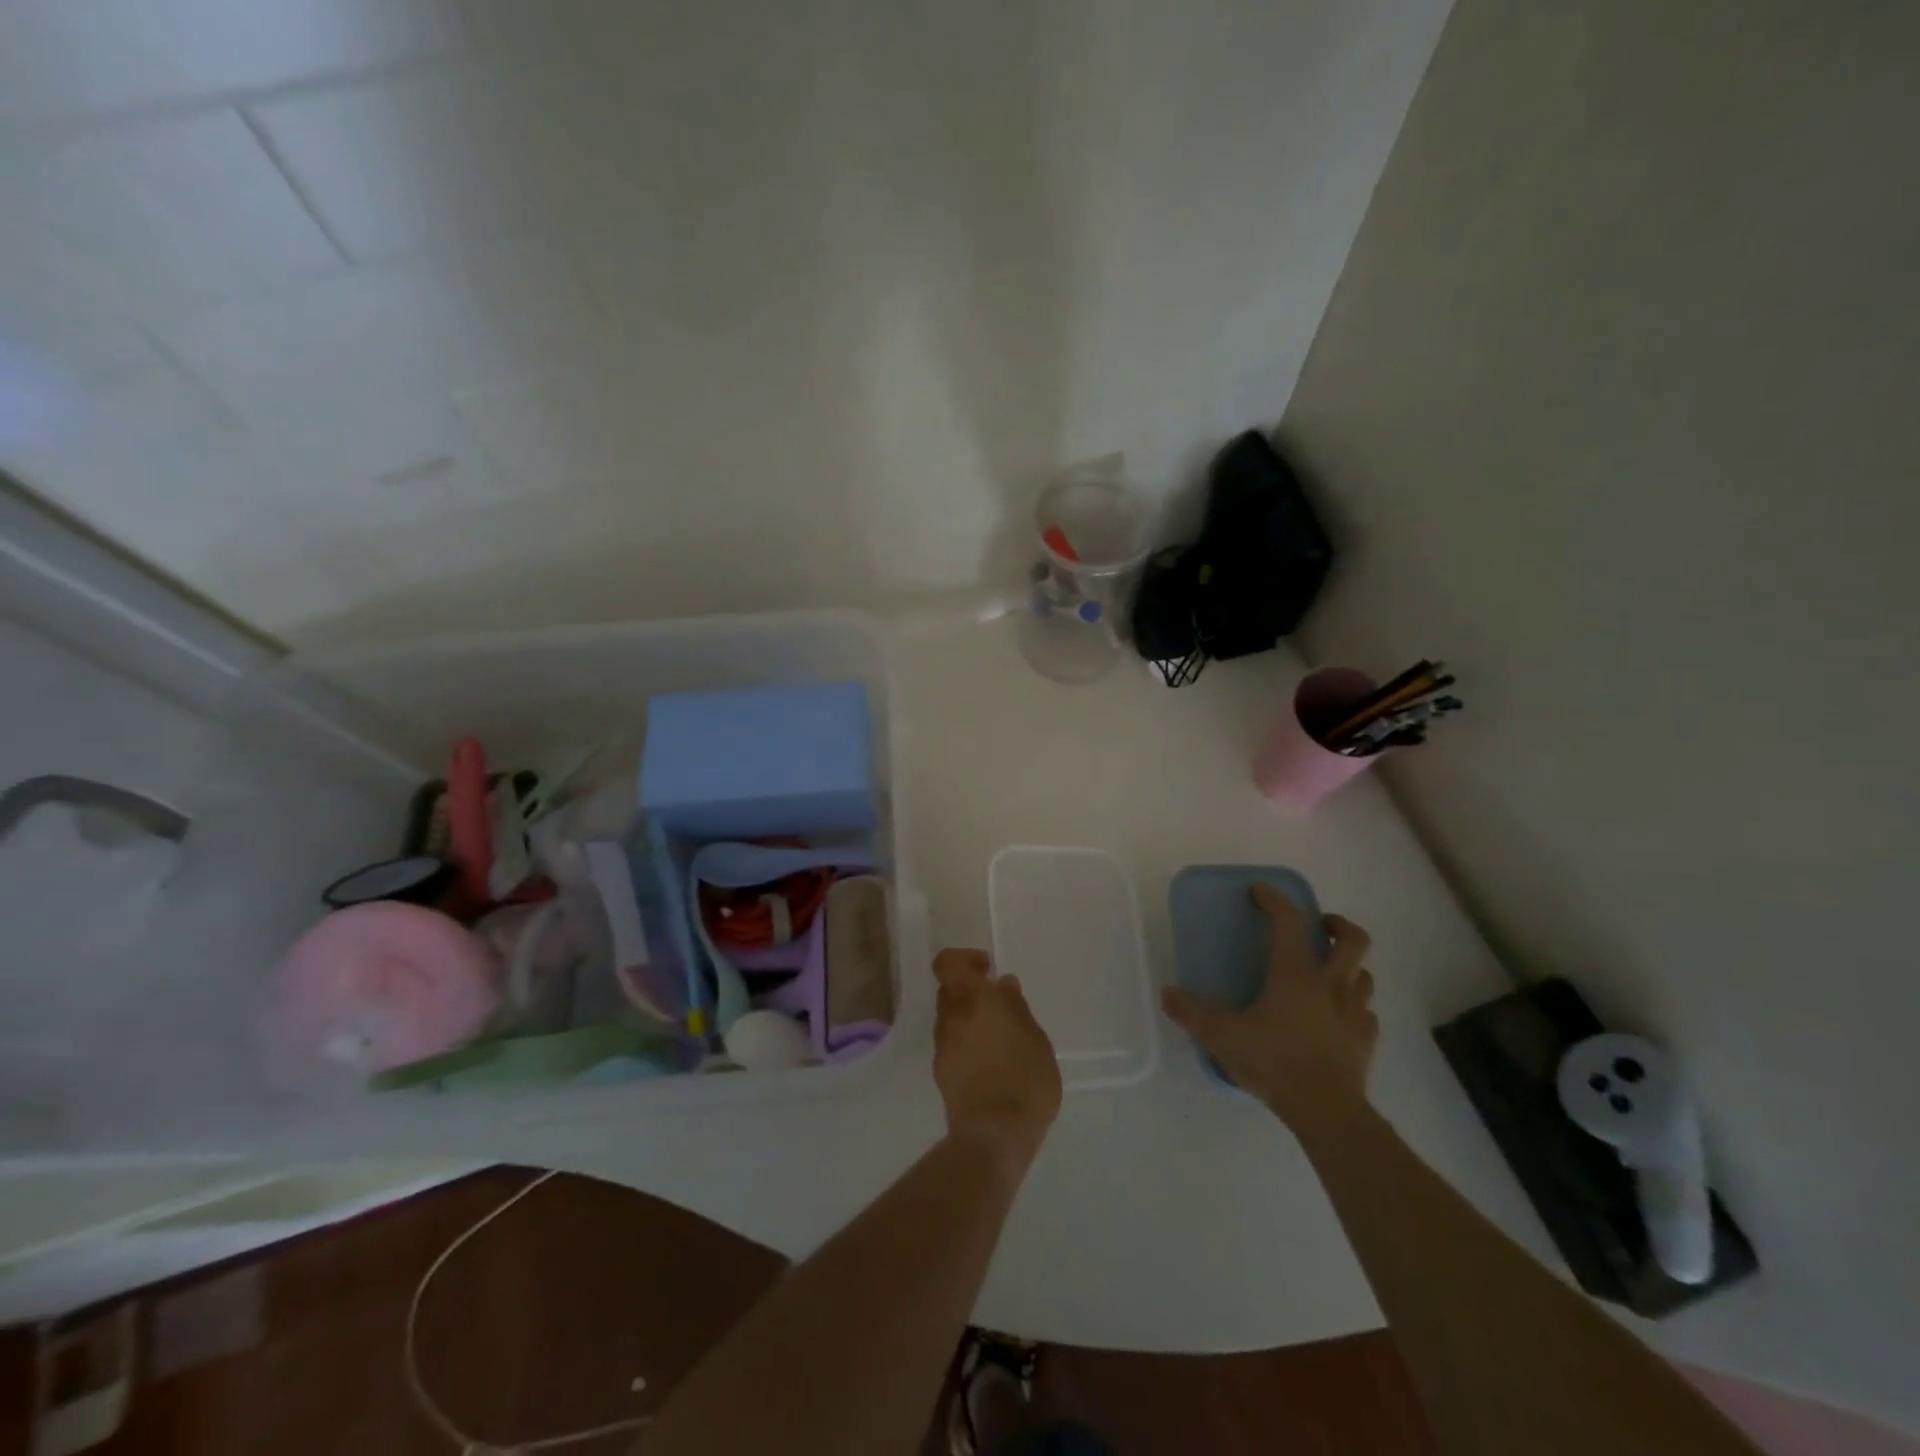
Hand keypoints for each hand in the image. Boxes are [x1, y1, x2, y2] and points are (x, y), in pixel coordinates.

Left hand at [933, 949, 1062, 1172]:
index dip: (964, 959)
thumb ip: (1016, 1008)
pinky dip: (966, 1044)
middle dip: (969, 992)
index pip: (947, 963)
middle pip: (949, 991)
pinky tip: (990, 1061)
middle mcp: (951, 1016)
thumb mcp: (1035, 1039)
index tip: (987, 969)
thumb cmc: (1025, 1079)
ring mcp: (942, 1045)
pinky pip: (951, 1044)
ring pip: (950, 1018)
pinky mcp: (940, 1072)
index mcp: (973, 999)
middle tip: (998, 1005)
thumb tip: (1003, 985)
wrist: (995, 1133)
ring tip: (998, 1038)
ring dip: (968, 1019)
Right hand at [1162, 886, 1377, 1137]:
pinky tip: (1338, 1016)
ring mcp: (1354, 1013)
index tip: (1260, 891)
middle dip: (1336, 924)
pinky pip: (1367, 1012)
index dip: (1276, 900)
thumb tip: (1167, 993)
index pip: (1291, 922)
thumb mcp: (1222, 1037)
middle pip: (1352, 939)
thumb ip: (1192, 1012)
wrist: (1327, 1112)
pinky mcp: (1366, 1040)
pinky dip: (1354, 1005)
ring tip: (1328, 971)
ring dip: (1349, 965)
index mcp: (1296, 975)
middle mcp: (1331, 985)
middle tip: (1317, 926)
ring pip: (1364, 974)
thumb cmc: (1275, 1063)